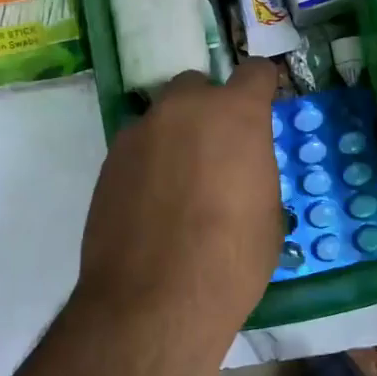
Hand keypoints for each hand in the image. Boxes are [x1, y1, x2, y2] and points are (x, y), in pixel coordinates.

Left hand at [72, 58, 283, 372]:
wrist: (153, 302)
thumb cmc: (230, 261)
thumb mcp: (267, 215)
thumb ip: (254, 171)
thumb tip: (239, 170)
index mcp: (235, 114)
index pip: (255, 72)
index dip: (262, 89)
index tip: (263, 107)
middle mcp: (183, 109)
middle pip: (198, 86)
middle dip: (209, 109)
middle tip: (216, 153)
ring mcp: (140, 132)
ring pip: (163, 117)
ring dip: (175, 137)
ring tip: (179, 186)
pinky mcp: (109, 161)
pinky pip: (137, 147)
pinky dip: (148, 163)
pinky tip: (151, 205)